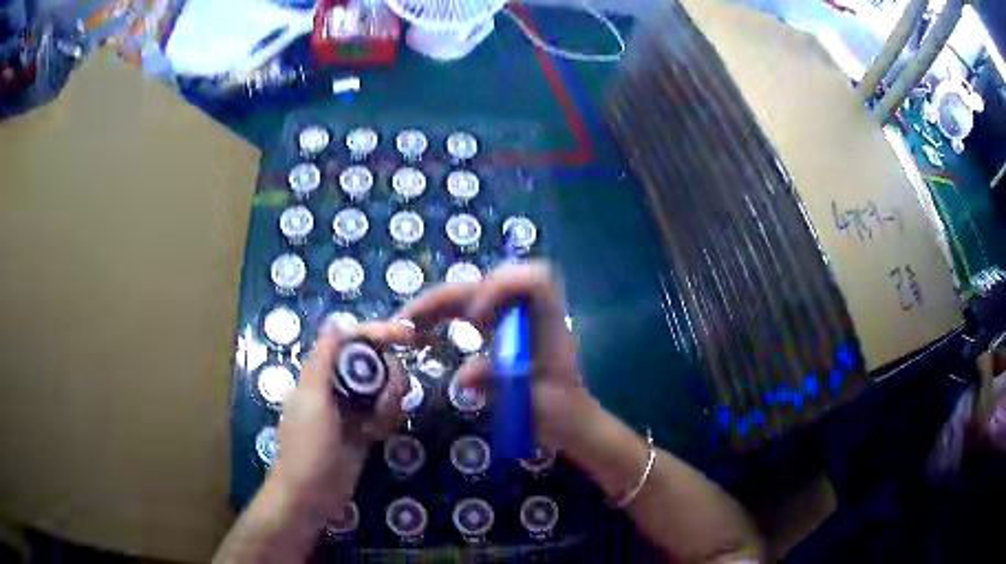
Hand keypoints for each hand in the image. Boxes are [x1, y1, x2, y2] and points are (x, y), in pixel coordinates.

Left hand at [267, 320, 411, 522]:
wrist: (310, 495)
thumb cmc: (307, 446)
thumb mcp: (312, 401)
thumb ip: (323, 360)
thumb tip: (336, 322)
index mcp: (320, 373)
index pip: (352, 340)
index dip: (378, 333)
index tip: (408, 336)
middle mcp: (337, 386)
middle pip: (374, 362)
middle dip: (389, 375)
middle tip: (392, 398)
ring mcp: (352, 409)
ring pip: (383, 388)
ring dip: (389, 401)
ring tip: (377, 424)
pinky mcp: (364, 430)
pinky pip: (385, 413)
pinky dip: (388, 419)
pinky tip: (378, 434)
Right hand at [400, 261, 594, 450]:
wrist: (570, 422)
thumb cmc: (561, 415)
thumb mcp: (536, 406)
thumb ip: (505, 388)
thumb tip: (462, 377)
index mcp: (549, 326)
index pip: (535, 280)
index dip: (501, 287)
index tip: (473, 319)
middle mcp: (531, 314)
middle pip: (488, 284)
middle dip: (447, 296)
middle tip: (410, 319)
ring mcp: (514, 320)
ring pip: (474, 294)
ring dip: (438, 303)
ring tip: (407, 322)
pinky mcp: (500, 329)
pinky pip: (469, 310)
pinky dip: (443, 315)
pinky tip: (422, 330)